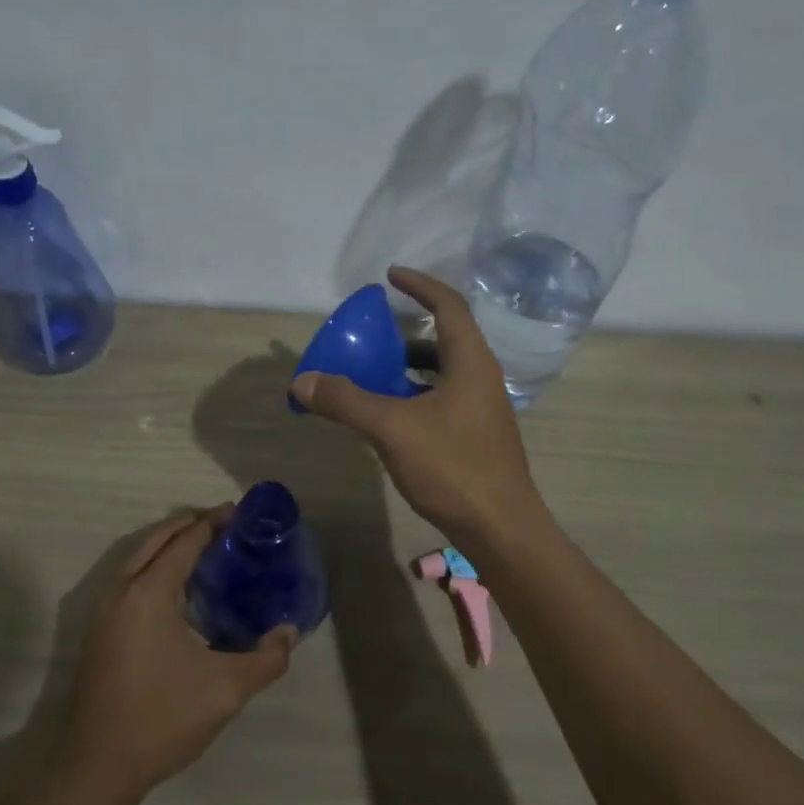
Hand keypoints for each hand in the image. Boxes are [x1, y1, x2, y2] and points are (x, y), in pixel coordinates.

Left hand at [60, 508, 296, 799]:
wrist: (97, 766)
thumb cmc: (162, 719)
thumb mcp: (226, 690)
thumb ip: (266, 659)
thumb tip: (289, 633)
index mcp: (149, 593)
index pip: (184, 541)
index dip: (213, 522)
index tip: (240, 512)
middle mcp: (122, 591)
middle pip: (157, 539)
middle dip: (190, 525)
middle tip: (226, 524)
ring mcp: (104, 611)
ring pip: (138, 558)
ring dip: (169, 544)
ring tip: (206, 549)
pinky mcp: (99, 631)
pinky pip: (130, 579)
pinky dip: (154, 566)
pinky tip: (178, 590)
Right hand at [291, 266, 543, 543]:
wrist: (501, 528)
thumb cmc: (453, 467)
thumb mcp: (392, 428)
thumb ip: (346, 401)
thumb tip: (302, 381)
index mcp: (470, 362)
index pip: (449, 305)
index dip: (420, 285)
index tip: (390, 276)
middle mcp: (481, 377)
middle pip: (445, 338)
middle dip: (408, 330)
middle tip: (373, 332)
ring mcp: (481, 408)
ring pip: (442, 372)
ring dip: (408, 366)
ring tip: (372, 370)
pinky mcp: (476, 435)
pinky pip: (441, 399)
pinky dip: (413, 395)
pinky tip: (388, 414)